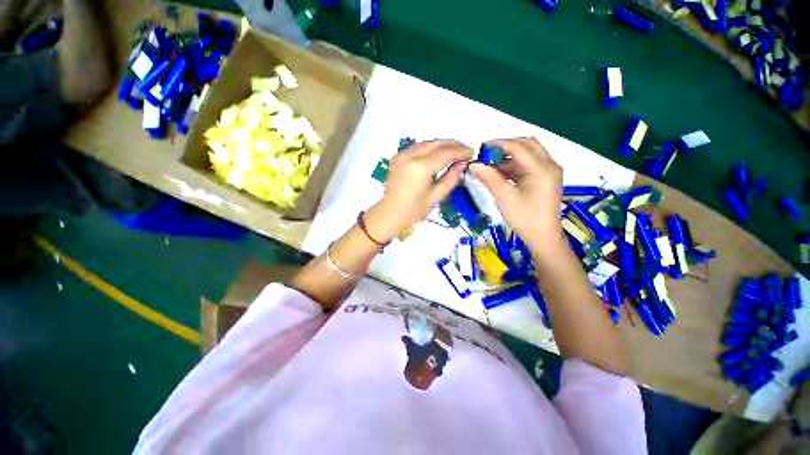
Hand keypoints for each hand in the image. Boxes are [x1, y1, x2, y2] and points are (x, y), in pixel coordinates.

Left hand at [364, 141, 473, 241]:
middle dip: (453, 145)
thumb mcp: (435, 197)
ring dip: (442, 145)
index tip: (472, 152)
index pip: (445, 153)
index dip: (460, 151)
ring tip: (455, 152)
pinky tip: (438, 154)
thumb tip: (463, 163)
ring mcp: (401, 154)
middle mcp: (410, 156)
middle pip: (436, 143)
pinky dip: (431, 148)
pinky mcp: (398, 156)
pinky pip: (418, 147)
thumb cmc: (413, 211)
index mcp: (420, 168)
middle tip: (465, 150)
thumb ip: (451, 178)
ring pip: (427, 143)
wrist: (389, 213)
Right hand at [468, 137, 563, 253]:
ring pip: (528, 153)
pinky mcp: (545, 178)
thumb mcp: (505, 198)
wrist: (543, 237)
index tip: (482, 147)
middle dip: (506, 146)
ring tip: (491, 164)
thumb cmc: (525, 219)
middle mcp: (549, 165)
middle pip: (527, 145)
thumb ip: (490, 178)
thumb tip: (473, 164)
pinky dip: (514, 165)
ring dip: (509, 156)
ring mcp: (549, 171)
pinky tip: (500, 172)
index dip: (499, 144)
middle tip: (487, 154)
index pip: (519, 147)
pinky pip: (529, 164)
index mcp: (542, 169)